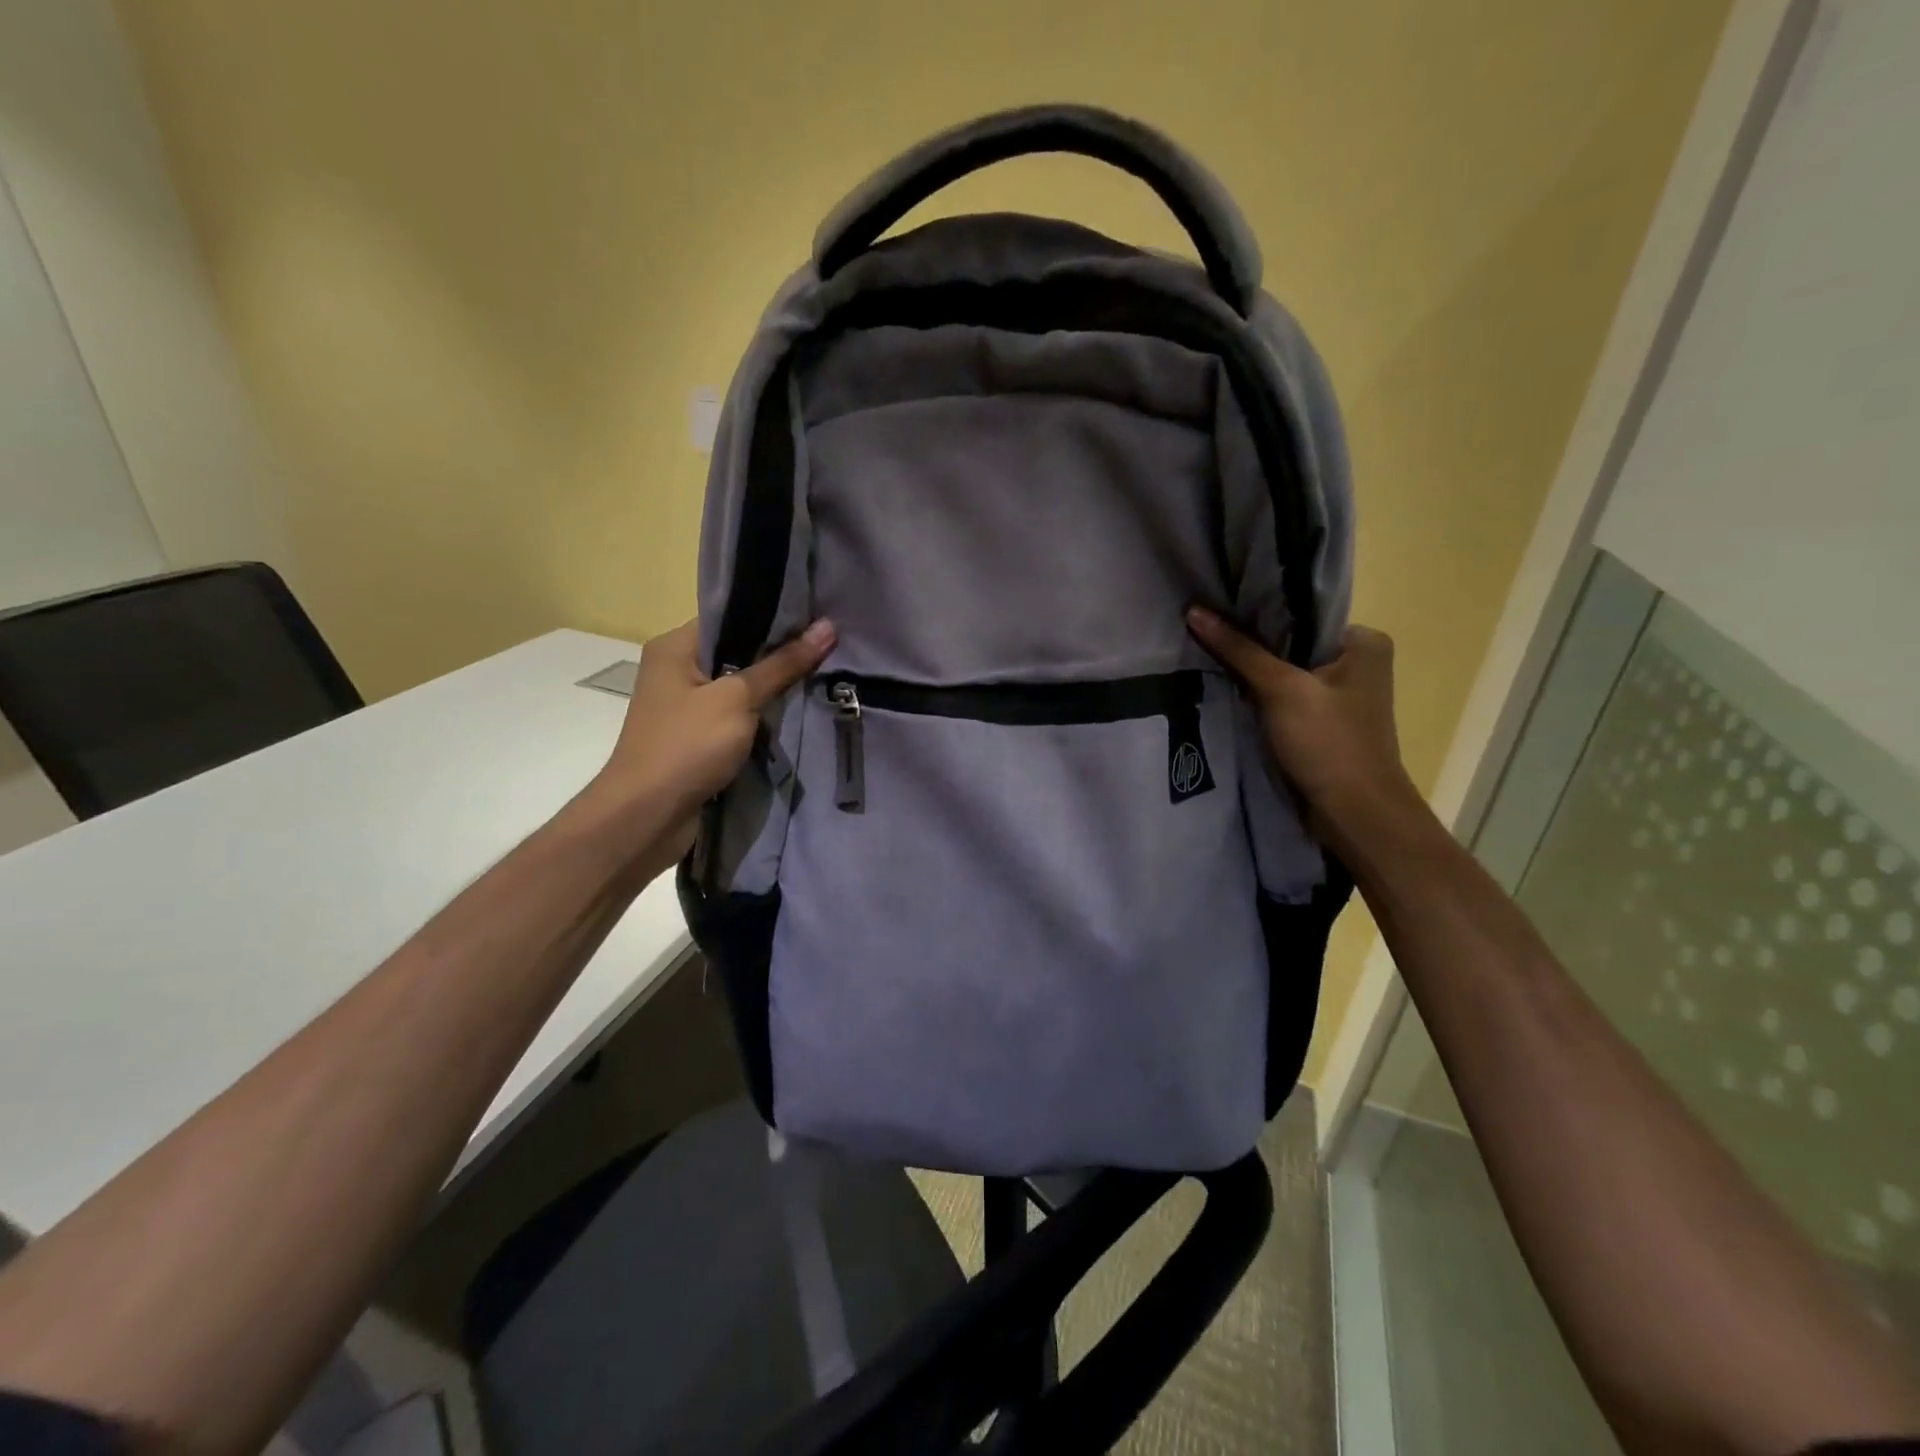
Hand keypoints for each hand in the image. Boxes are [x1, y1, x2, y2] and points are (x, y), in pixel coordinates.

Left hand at [593, 617, 835, 849]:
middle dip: (780, 655)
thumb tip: (828, 627)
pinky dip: (762, 719)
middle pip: (738, 652)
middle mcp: (677, 671)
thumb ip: (782, 665)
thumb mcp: (738, 699)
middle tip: (830, 649)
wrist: (647, 817)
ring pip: (740, 688)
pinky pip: (737, 718)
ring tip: (823, 677)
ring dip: (774, 691)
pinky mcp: (697, 739)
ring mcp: (686, 708)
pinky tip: (797, 714)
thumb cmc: (686, 746)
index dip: (774, 616)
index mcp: (675, 647)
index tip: (818, 617)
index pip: (730, 616)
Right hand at [1185, 607, 1421, 850]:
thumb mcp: (1281, 689)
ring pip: (1286, 672)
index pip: (1301, 613)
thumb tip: (1194, 610)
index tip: (1214, 607)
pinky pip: (1286, 698)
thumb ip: (1238, 649)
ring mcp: (1342, 696)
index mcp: (1364, 641)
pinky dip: (1260, 697)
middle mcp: (1358, 662)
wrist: (1354, 814)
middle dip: (1250, 644)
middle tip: (1203, 631)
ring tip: (1204, 656)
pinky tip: (1226, 690)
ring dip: (1252, 672)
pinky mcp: (1324, 724)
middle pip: (1291, 643)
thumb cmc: (1329, 742)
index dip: (1256, 611)